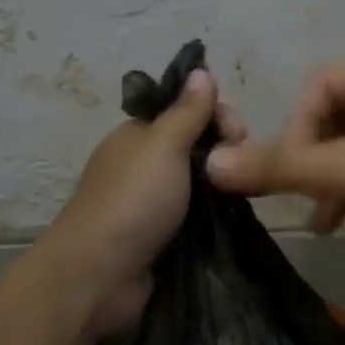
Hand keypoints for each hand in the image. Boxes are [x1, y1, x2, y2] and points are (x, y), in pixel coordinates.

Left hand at [38, 69, 247, 334]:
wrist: (100, 275)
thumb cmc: (132, 201)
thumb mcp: (162, 146)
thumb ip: (186, 111)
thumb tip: (200, 70)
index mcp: (136, 136)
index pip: (184, 111)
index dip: (215, 114)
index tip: (238, 133)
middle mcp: (142, 166)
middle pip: (194, 146)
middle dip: (223, 149)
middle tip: (241, 165)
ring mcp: (150, 204)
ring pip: (197, 184)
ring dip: (221, 184)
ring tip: (244, 193)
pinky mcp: (160, 238)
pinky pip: (195, 217)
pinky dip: (214, 215)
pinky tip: (234, 216)